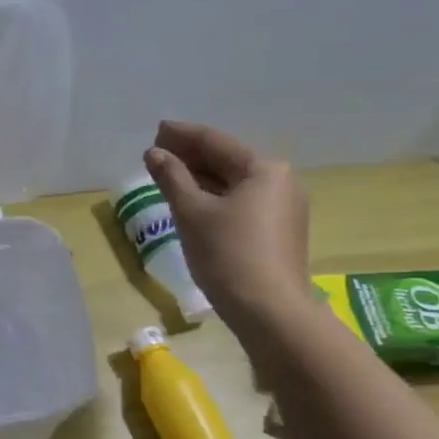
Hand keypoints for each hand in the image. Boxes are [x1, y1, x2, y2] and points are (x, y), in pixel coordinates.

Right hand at [144, 122, 309, 323]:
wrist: (268, 310)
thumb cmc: (227, 254)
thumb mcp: (192, 212)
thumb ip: (172, 178)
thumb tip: (155, 153)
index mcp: (263, 170)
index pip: (216, 143)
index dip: (184, 135)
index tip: (158, 129)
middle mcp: (280, 182)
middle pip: (228, 161)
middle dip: (192, 156)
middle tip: (159, 151)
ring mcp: (283, 209)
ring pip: (234, 184)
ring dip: (202, 178)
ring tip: (171, 174)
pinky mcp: (279, 233)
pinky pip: (241, 203)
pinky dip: (215, 197)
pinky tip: (195, 202)